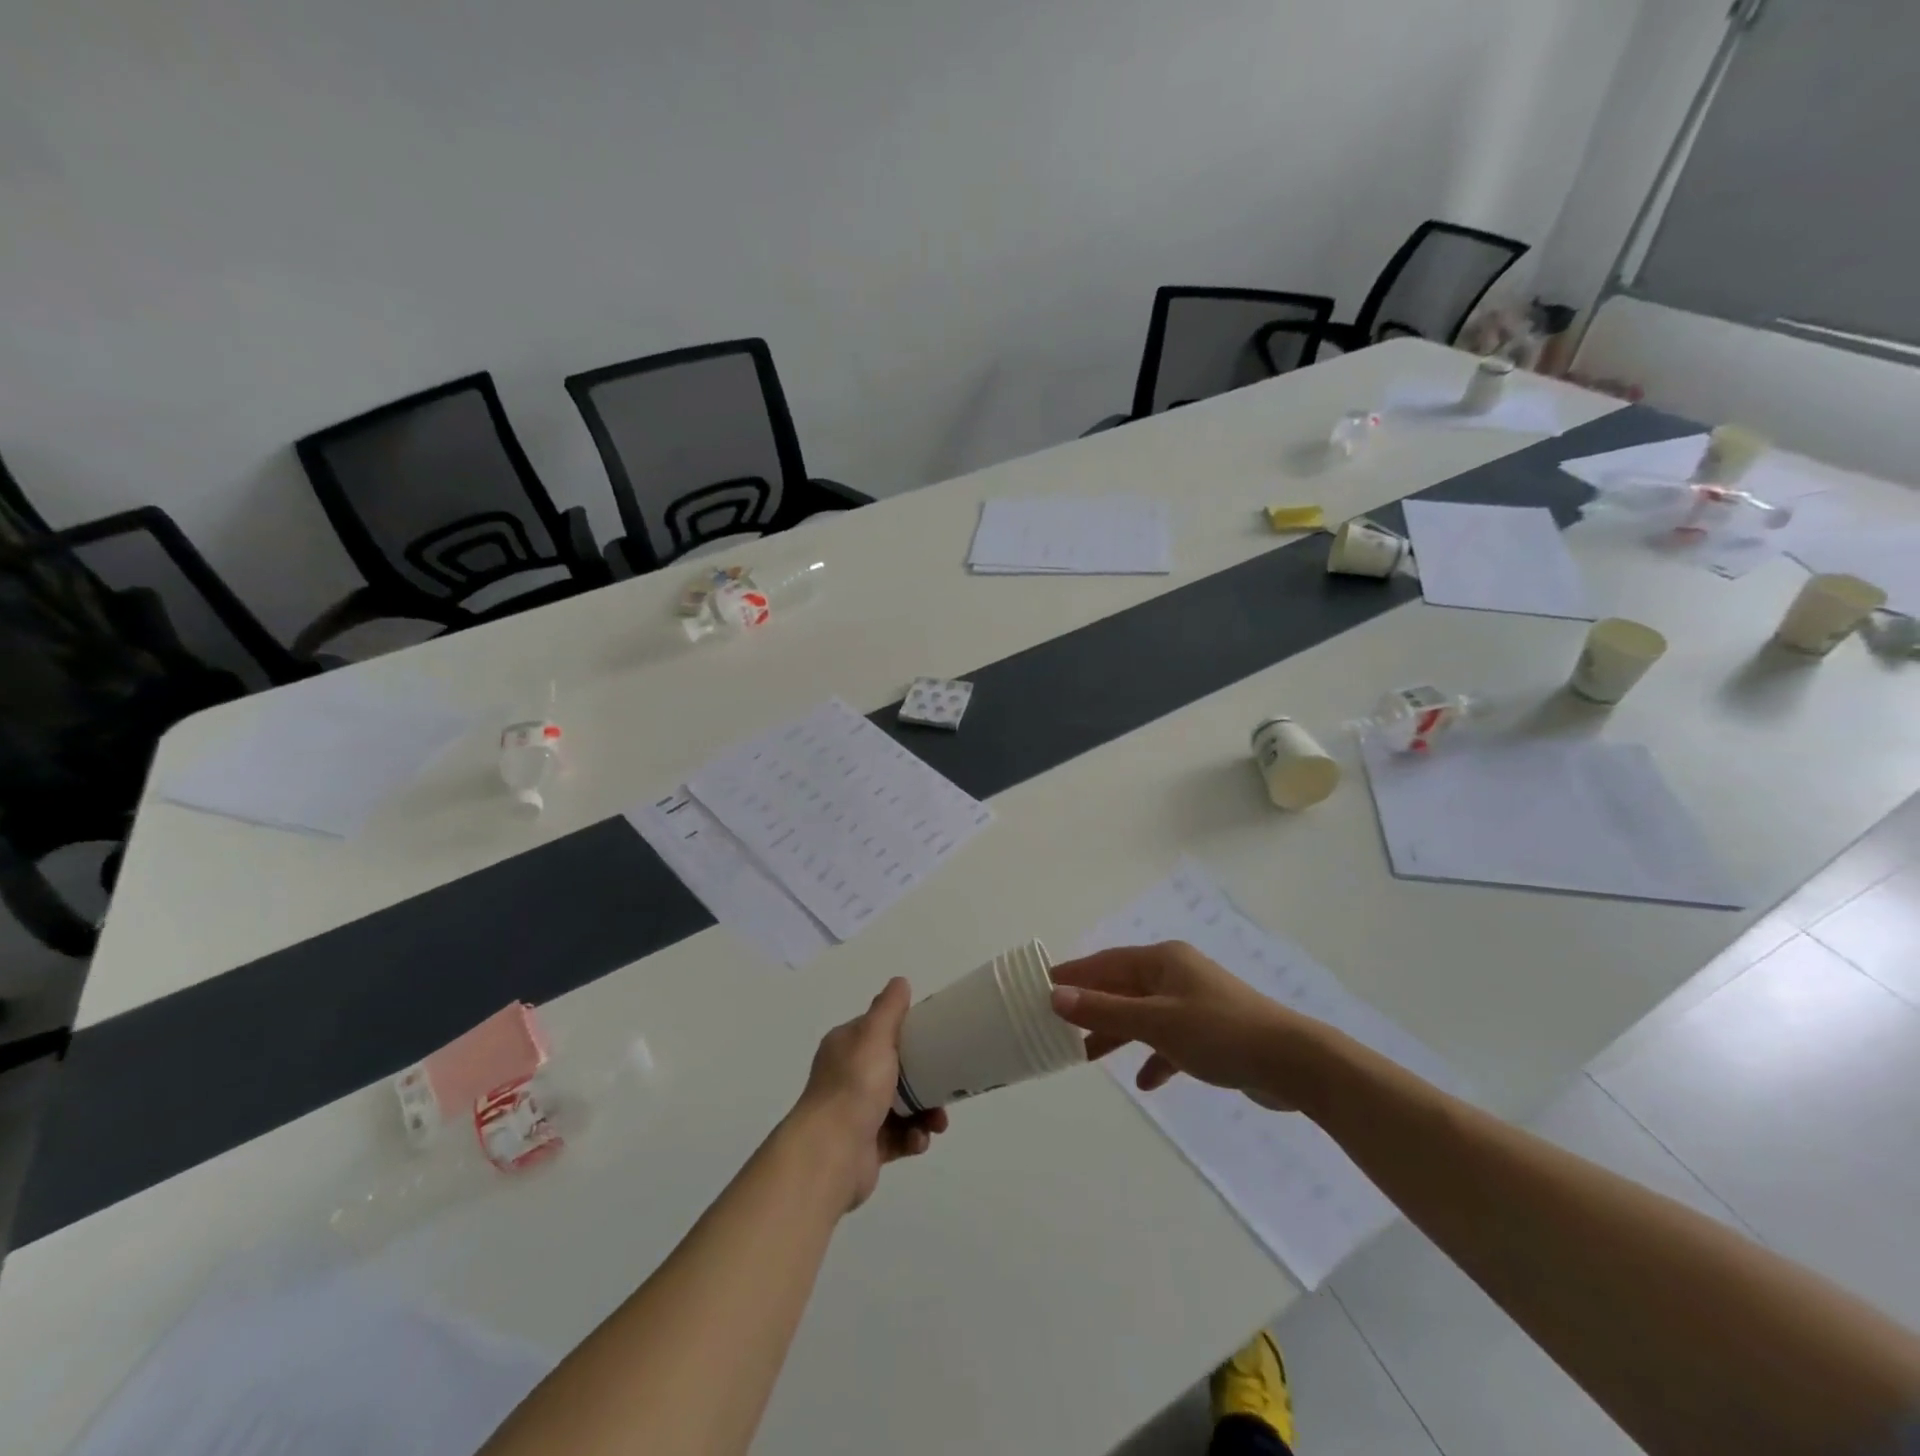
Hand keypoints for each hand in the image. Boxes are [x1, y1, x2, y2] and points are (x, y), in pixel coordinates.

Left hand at [789, 977, 948, 1210]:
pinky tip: (919, 1140)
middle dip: (924, 1078)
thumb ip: (889, 1008)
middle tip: (946, 1085)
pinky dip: (913, 1137)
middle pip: (895, 1070)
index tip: (934, 1037)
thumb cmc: (855, 1086)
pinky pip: (898, 1137)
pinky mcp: (866, 1146)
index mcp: (846, 1047)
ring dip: (925, 1112)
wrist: (831, 1152)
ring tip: (937, 1122)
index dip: (906, 1032)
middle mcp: (848, 1077)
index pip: (879, 1031)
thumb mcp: (874, 1035)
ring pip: (901, 1106)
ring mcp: (856, 1113)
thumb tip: (900, 981)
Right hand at [1049, 942, 1319, 1110]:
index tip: (1040, 986)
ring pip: (1143, 1015)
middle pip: (1122, 987)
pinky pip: (1170, 1040)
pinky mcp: (1211, 1032)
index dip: (1073, 974)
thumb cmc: (1219, 1033)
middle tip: (1056, 1024)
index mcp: (1162, 961)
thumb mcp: (1156, 1022)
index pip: (1105, 963)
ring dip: (1117, 1033)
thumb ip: (1105, 1010)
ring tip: (1085, 1056)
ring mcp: (1195, 1002)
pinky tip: (1144, 1080)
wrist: (1293, 1063)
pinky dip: (1154, 1056)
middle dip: (1092, 1007)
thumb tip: (1055, 996)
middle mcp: (1176, 974)